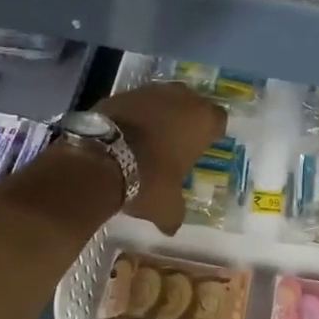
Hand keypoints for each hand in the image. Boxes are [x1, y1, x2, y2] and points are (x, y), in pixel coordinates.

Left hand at [99, 83, 225, 233]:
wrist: (99, 160)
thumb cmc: (148, 180)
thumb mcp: (167, 207)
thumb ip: (174, 213)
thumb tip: (170, 227)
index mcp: (202, 120)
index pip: (219, 119)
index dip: (212, 132)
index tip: (205, 145)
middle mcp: (179, 98)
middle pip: (191, 103)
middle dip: (186, 119)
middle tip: (179, 141)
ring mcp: (148, 91)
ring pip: (161, 99)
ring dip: (159, 115)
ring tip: (150, 138)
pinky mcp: (118, 93)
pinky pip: (134, 104)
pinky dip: (133, 116)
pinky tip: (125, 135)